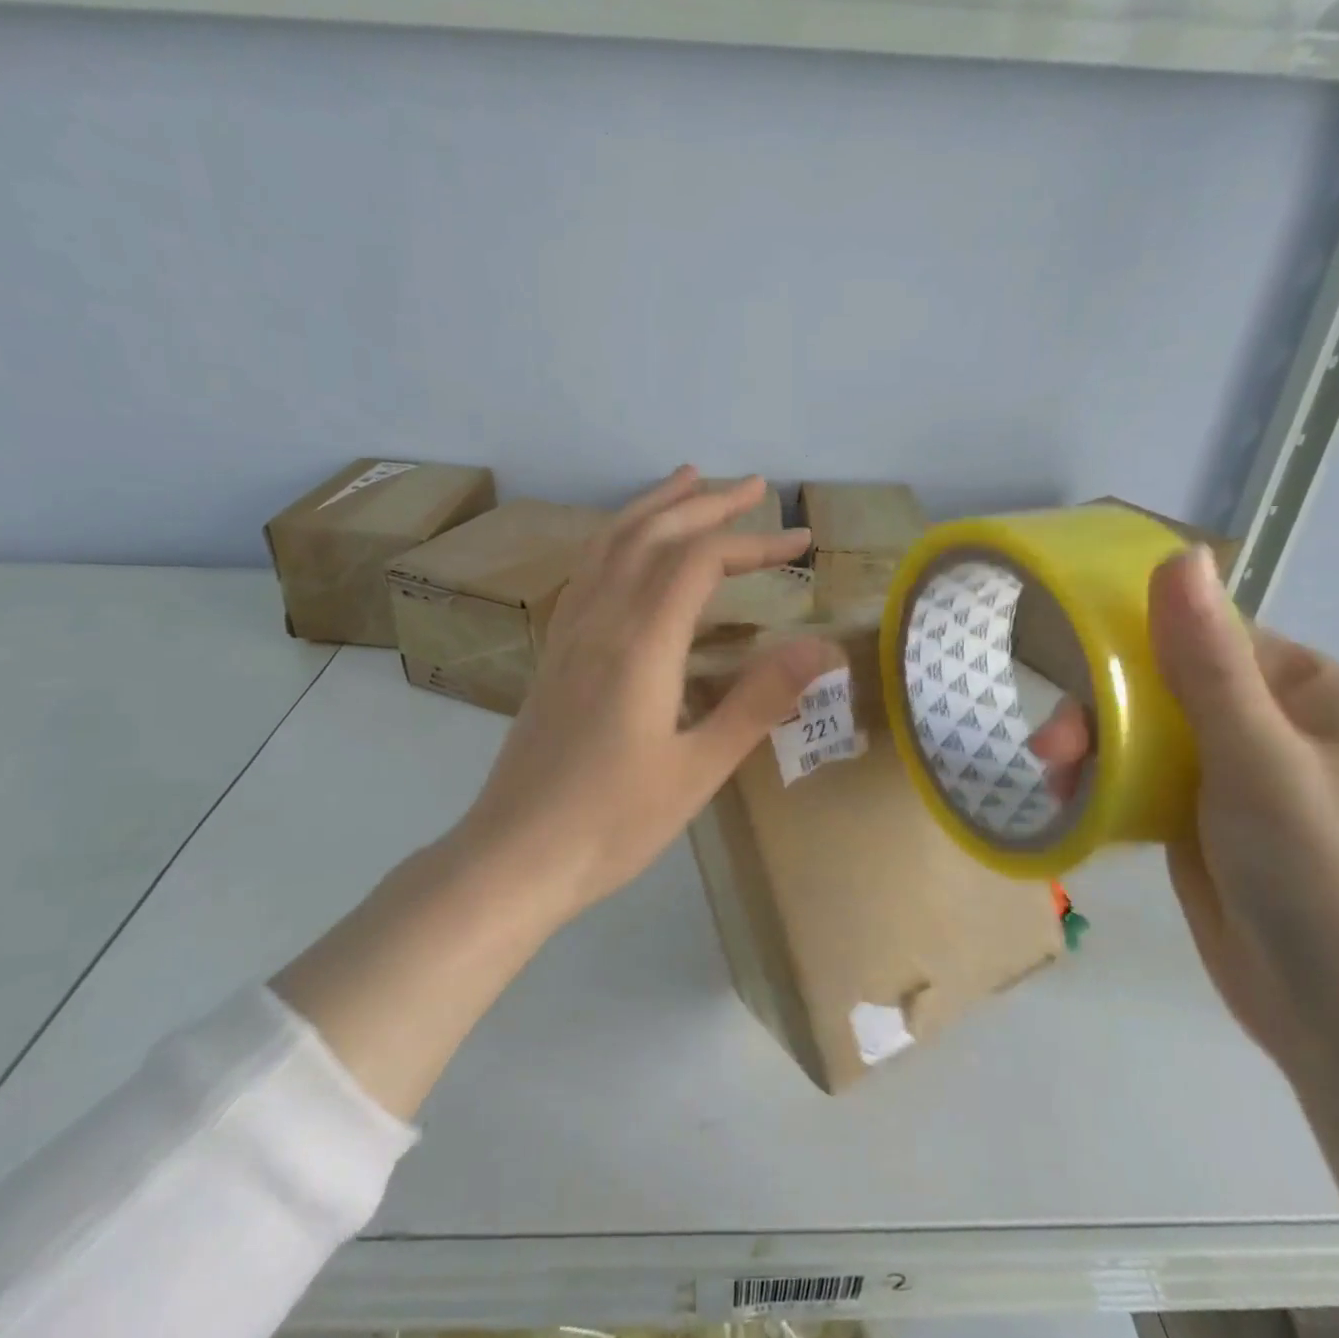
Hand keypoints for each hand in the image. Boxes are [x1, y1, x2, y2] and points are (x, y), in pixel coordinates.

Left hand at [454, 467, 842, 917]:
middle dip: (707, 503)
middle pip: (653, 535)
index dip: (754, 543)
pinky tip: (630, 546)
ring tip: (689, 481)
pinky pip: (588, 571)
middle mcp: (601, 621)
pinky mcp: (555, 651)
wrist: (514, 856)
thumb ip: (759, 702)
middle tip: (755, 487)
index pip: (700, 562)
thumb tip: (823, 649)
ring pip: (611, 544)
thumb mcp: (699, 769)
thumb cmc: (612, 823)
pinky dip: (618, 538)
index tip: (800, 543)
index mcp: (641, 644)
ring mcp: (570, 632)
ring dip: (655, 507)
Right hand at [1032, 547, 1338, 1077]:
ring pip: (1142, 737)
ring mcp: (1236, 779)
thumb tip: (1178, 556)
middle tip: (1049, 752)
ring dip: (1093, 751)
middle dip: (1100, 713)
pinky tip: (1071, 803)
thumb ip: (1208, 663)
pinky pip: (1141, 784)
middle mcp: (1272, 726)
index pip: (1204, 636)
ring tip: (1053, 783)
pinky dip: (1103, 788)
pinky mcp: (1203, 825)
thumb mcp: (1260, 762)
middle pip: (1162, 688)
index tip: (1070, 665)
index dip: (1132, 644)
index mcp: (1307, 693)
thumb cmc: (1324, 877)